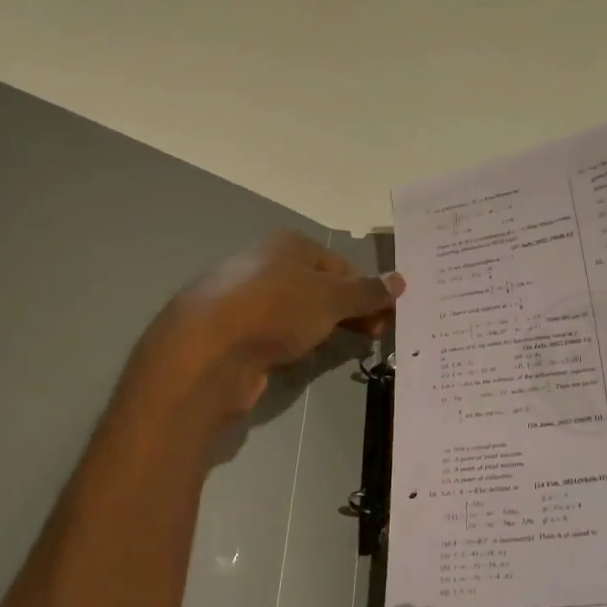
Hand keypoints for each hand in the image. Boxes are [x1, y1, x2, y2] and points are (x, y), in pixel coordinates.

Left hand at [129, 232, 404, 422]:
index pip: (339, 265)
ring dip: (322, 330)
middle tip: (372, 337)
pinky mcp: (235, 334)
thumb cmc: (275, 310)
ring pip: (297, 314)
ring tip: (340, 351)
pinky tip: (301, 360)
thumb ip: (366, 292)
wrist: (206, 351)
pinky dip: (294, 346)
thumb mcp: (330, 298)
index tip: (384, 319)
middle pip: (319, 288)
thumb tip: (400, 280)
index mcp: (288, 245)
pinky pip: (276, 336)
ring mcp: (247, 300)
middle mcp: (265, 265)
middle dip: (348, 312)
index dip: (365, 290)